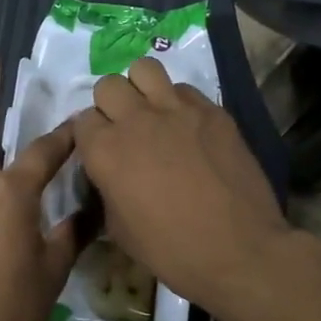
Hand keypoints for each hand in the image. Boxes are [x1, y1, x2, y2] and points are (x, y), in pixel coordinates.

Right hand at [72, 57, 293, 313]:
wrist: (238, 250)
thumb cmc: (171, 250)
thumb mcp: (119, 230)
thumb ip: (106, 190)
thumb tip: (109, 175)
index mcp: (105, 151)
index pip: (82, 121)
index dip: (90, 137)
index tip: (101, 152)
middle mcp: (136, 120)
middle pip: (108, 86)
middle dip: (110, 105)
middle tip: (125, 129)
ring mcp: (177, 110)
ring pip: (145, 69)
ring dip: (141, 88)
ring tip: (151, 112)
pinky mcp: (212, 111)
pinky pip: (184, 89)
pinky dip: (178, 102)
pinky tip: (187, 126)